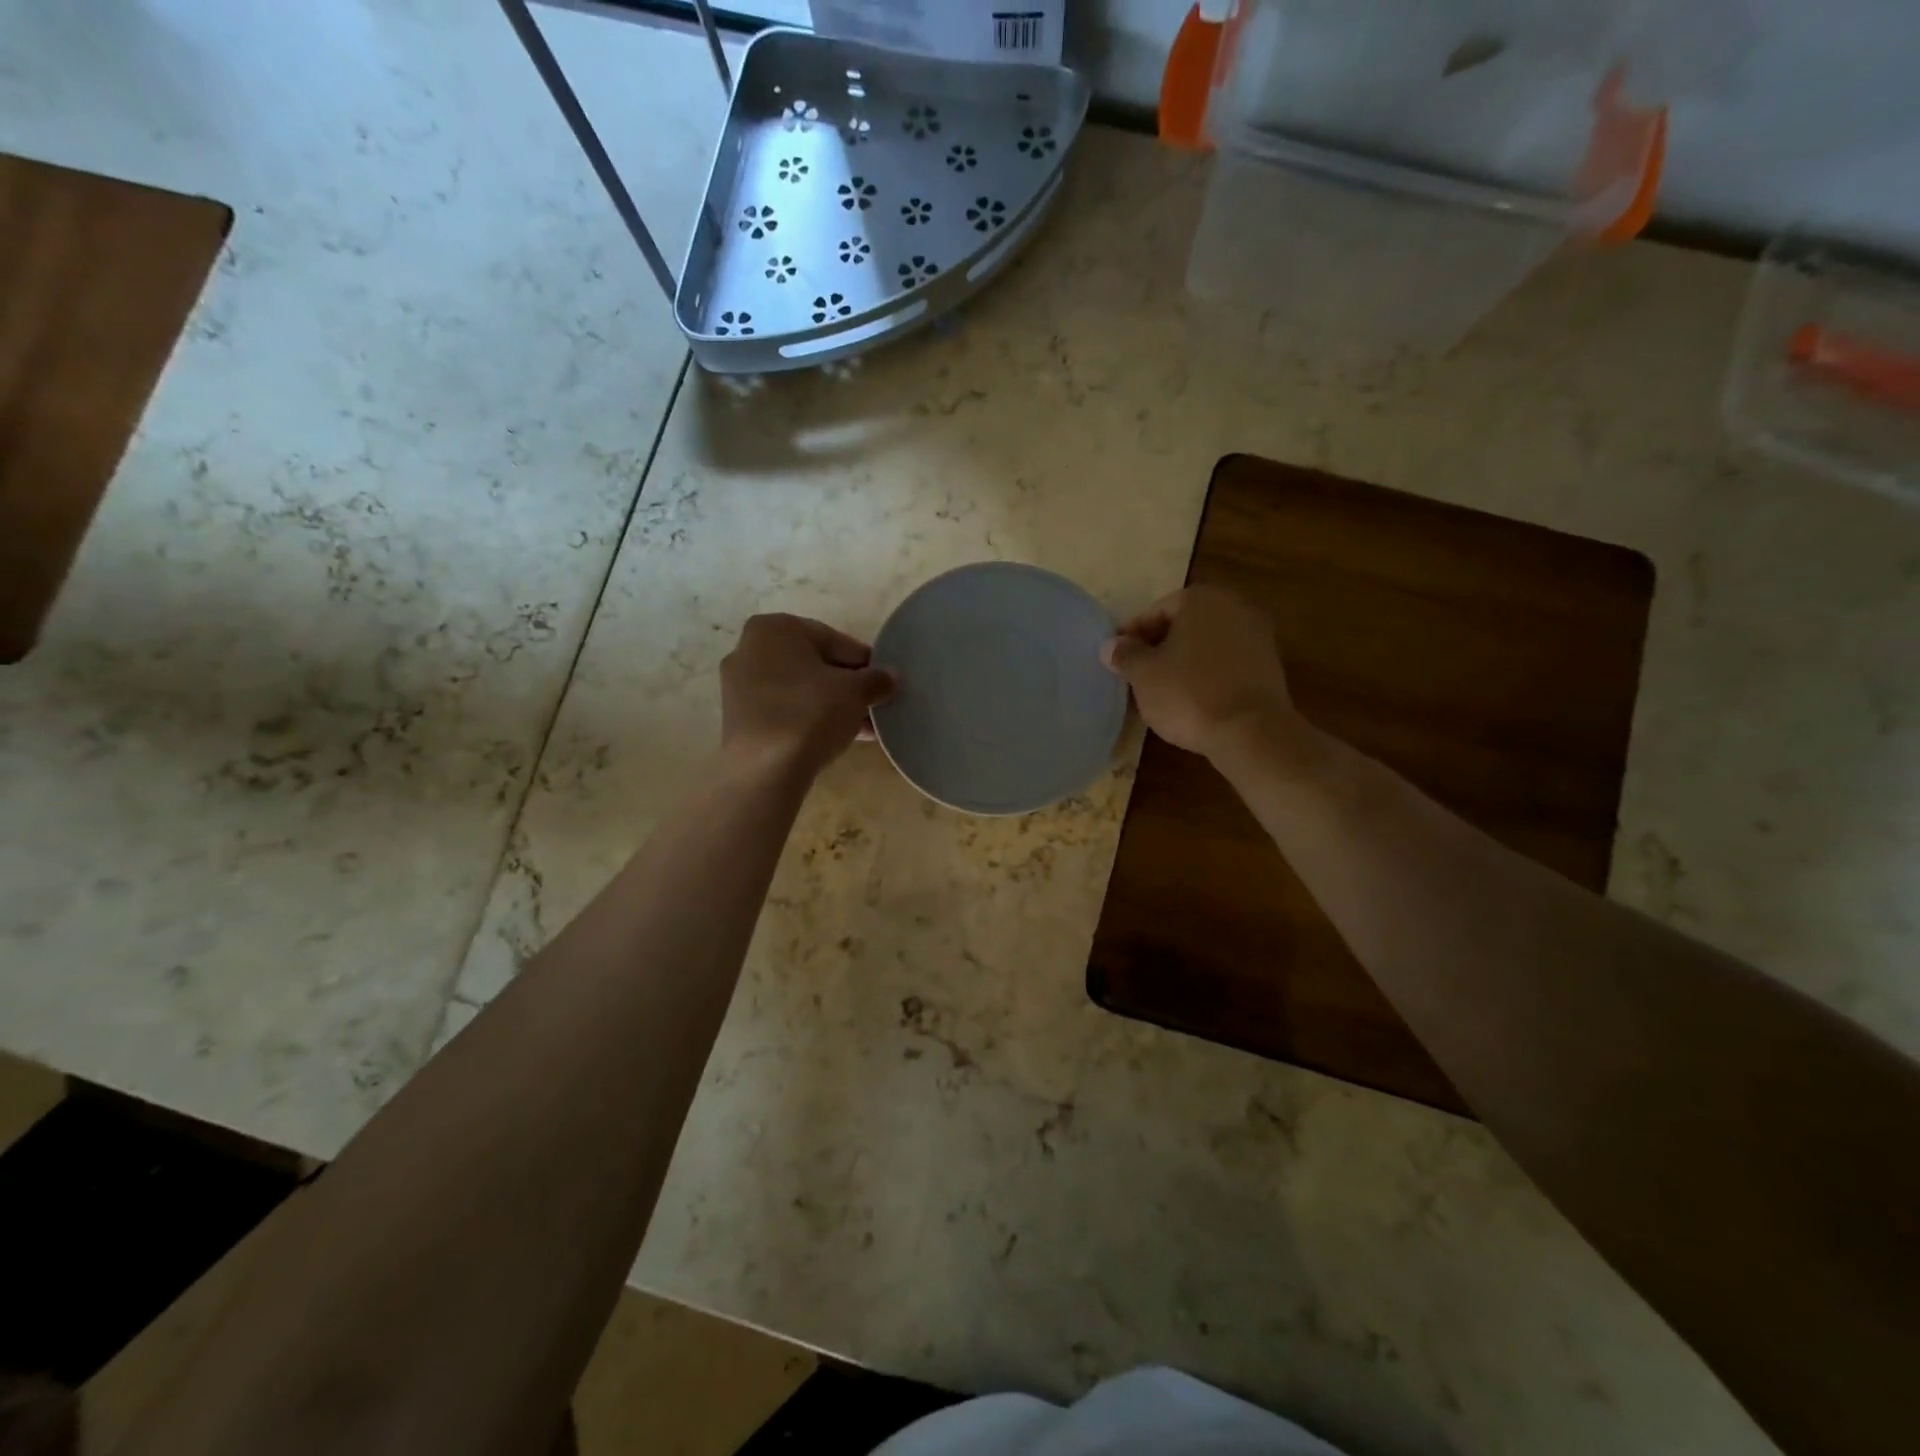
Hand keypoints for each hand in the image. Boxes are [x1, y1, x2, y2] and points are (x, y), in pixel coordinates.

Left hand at [720, 614, 894, 776]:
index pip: (834, 640)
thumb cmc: (810, 713)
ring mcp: (740, 687)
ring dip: (832, 706)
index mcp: (775, 629)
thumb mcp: (855, 692)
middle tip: (874, 705)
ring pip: (800, 690)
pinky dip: (811, 720)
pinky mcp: (740, 719)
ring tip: (864, 727)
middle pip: (814, 665)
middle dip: (847, 685)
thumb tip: (891, 677)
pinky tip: (839, 738)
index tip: (884, 682)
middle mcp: (750, 649)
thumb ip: (876, 679)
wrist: (765, 769)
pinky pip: (785, 712)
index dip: (865, 662)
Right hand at [1101, 586, 1295, 757]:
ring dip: (1184, 662)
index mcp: (1201, 599)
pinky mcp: (1270, 666)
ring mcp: (1258, 636)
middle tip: (1137, 675)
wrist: (1251, 732)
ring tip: (1161, 692)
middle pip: (1184, 625)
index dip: (1132, 636)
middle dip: (1160, 648)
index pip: (1156, 612)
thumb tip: (1111, 645)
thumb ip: (1125, 655)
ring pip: (1206, 645)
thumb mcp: (1143, 675)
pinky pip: (1226, 664)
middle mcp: (1234, 607)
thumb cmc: (1189, 694)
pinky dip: (1207, 676)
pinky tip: (1192, 700)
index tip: (1117, 660)